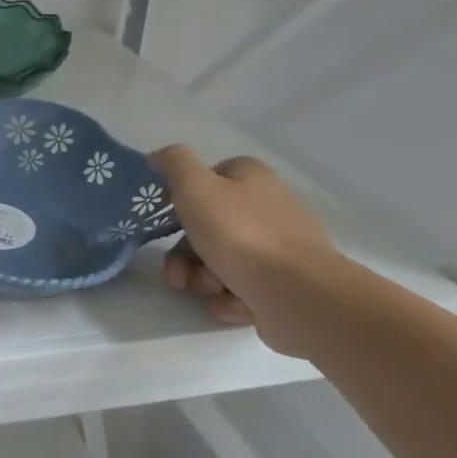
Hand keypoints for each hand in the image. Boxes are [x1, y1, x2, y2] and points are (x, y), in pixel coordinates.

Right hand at [147, 146, 346, 355]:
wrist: (298, 294)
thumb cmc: (241, 234)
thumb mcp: (195, 187)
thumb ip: (174, 163)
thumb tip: (159, 155)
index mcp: (251, 179)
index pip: (206, 180)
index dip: (182, 201)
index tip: (167, 223)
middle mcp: (266, 209)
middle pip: (205, 228)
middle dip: (184, 254)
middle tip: (179, 272)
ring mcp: (275, 249)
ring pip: (216, 261)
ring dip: (201, 278)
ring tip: (211, 288)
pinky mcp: (280, 285)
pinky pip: (237, 289)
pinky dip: (228, 298)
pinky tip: (235, 302)